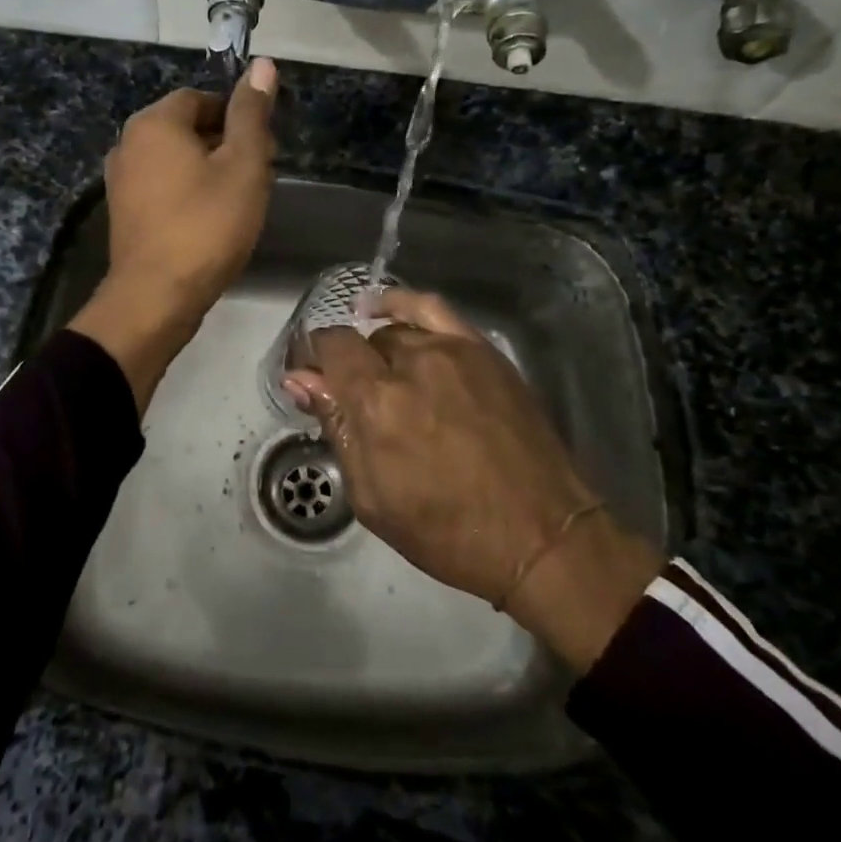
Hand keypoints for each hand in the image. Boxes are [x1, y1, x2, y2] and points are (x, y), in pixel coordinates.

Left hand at [68, 59, 277, 408]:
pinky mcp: (122, 212)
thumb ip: (252, 114)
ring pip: (173, 160)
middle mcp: (128, 143)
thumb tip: (263, 64)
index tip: (261, 147)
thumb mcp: (243, 165)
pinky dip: (185, 194)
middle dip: (222, 144)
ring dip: (205, 171)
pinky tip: (207, 221)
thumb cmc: (207, 225)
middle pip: (185, 128)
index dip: (235, 117)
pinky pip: (160, 187)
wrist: (157, 296)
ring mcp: (120, 180)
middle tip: (254, 177)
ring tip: (235, 201)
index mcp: (154, 122)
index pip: (201, 98)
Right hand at [283, 289, 662, 671]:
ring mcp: (453, 351)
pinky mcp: (484, 351)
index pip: (329, 349)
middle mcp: (412, 362)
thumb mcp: (372, 497)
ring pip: (396, 331)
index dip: (311, 360)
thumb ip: (335, 427)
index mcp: (377, 401)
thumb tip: (299, 380)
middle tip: (351, 400)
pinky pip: (434, 310)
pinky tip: (386, 311)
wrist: (541, 536)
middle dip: (347, 366)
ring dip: (379, 352)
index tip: (309, 381)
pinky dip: (404, 305)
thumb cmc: (447, 531)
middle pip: (362, 342)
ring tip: (381, 378)